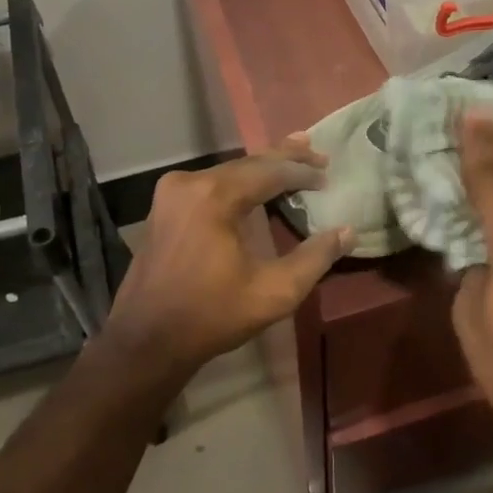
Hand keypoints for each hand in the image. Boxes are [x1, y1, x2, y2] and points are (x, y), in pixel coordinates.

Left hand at [102, 136, 353, 383]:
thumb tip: (347, 232)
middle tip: (317, 151)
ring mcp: (172, 192)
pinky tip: (256, 181)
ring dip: (262, 168)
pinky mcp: (164, 206)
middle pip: (248, 163)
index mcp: (214, 196)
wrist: (145, 342)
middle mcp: (190, 182)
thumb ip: (315, 258)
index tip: (329, 172)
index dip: (303, 171)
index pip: (270, 171)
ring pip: (229, 171)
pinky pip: (210, 183)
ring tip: (294, 156)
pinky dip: (239, 180)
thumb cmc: (211, 316)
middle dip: (284, 158)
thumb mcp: (274, 293)